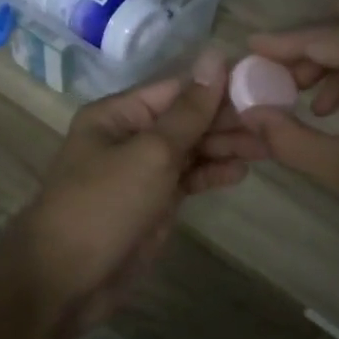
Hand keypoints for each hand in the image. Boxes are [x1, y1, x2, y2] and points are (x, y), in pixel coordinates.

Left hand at [0, 47, 241, 338]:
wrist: (63, 282)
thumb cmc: (103, 206)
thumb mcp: (151, 153)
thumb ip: (189, 110)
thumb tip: (215, 56)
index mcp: (119, 114)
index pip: (177, 89)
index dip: (219, 87)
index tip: (264, 86)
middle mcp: (130, 137)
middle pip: (186, 119)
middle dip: (227, 120)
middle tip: (274, 122)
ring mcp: (141, 172)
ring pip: (191, 149)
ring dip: (225, 146)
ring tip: (268, 146)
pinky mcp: (152, 204)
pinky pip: (188, 179)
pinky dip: (212, 174)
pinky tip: (241, 172)